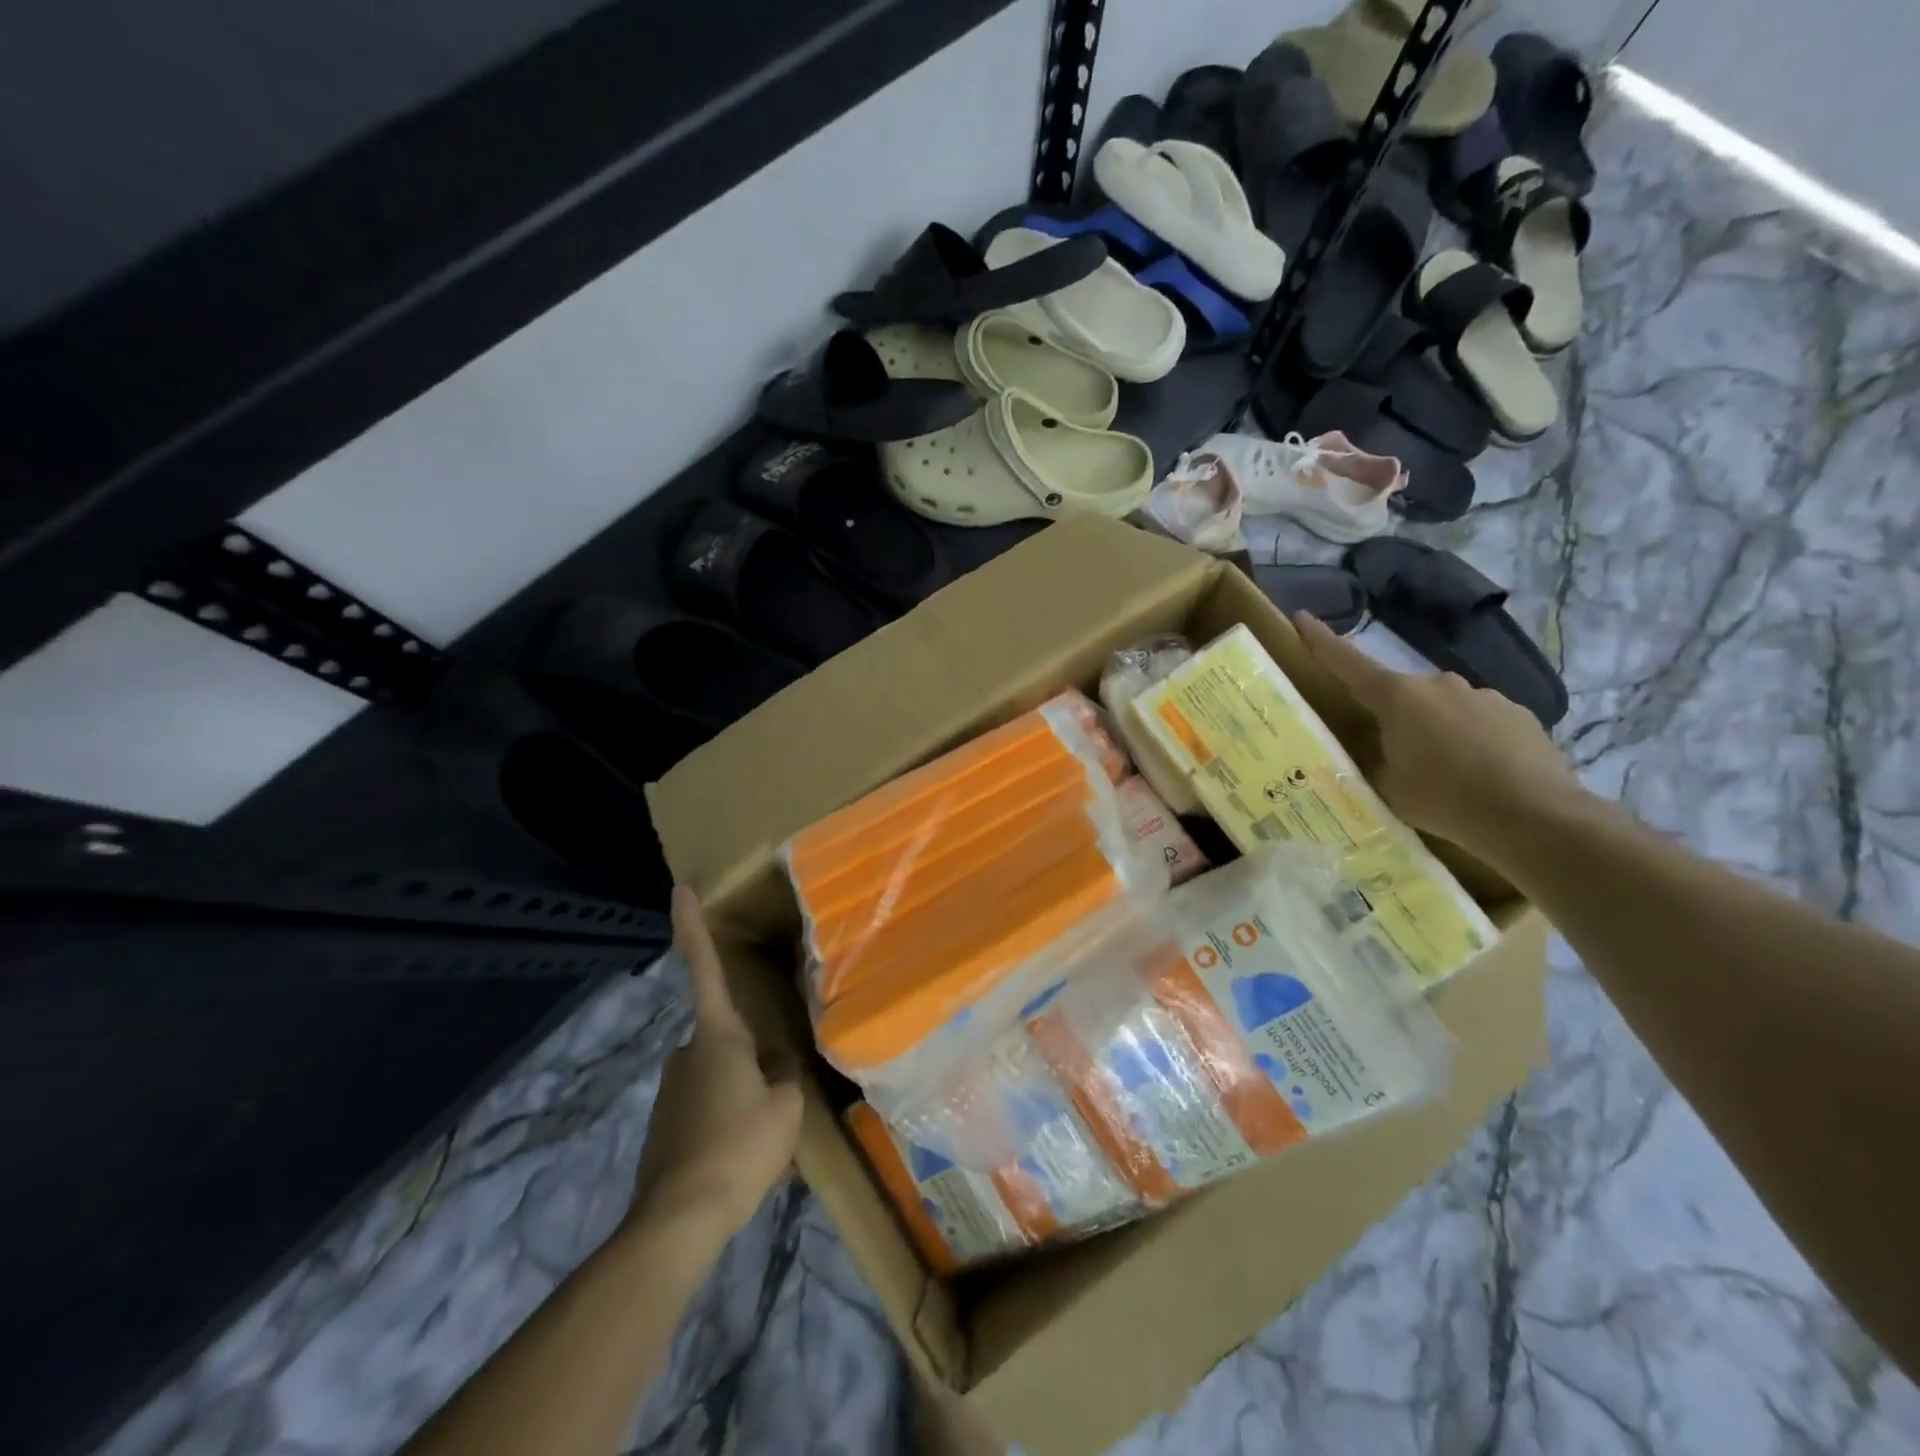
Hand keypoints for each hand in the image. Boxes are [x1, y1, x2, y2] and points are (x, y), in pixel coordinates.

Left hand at [629, 888, 803, 1247]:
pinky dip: (726, 1114)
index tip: (680, 889)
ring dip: (741, 1088)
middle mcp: (686, 1052)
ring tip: (764, 1129)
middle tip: (777, 1087)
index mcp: (717, 1036)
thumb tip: (776, 1066)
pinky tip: (741, 1150)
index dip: (692, 927)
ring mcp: (670, 1089)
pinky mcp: (664, 1124)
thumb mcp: (786, 1108)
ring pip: (718, 1072)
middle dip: (751, 1052)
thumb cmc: (739, 1148)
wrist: (678, 1221)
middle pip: (725, 1034)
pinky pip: (706, 1103)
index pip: (705, 968)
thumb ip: (785, 1076)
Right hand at [1291, 612, 1584, 864]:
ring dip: (1435, 729)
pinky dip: (1471, 740)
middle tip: (1392, 755)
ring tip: (1443, 773)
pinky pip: (1478, 720)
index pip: (1347, 662)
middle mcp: (1438, 683)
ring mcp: (1483, 695)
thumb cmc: (1444, 799)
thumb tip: (1372, 744)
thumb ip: (1372, 757)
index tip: (1302, 617)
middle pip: (1400, 693)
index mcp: (1397, 697)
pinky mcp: (1518, 713)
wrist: (1535, 817)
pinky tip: (1479, 774)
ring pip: (1442, 707)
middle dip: (1392, 716)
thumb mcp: (1386, 785)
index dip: (1321, 641)